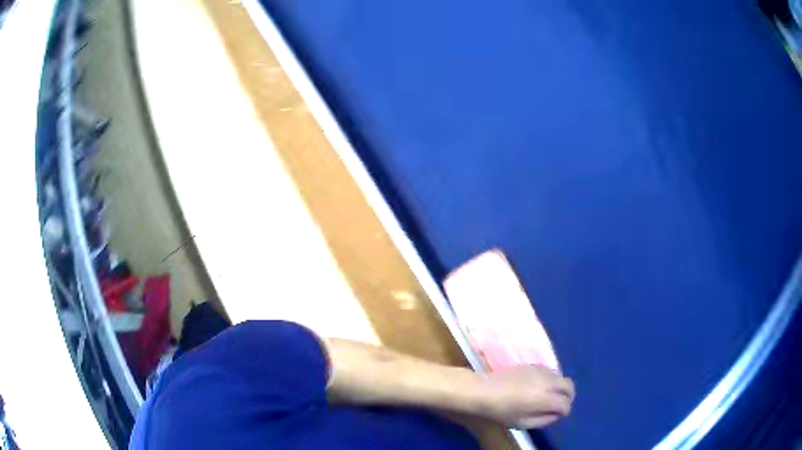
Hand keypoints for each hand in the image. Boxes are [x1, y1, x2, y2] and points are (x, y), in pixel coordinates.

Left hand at [478, 365, 574, 428]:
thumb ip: (543, 420)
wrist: (484, 390)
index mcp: (545, 398)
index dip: (564, 411)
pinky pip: (550, 371)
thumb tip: (556, 415)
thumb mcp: (522, 423)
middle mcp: (548, 382)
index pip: (565, 404)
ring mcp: (541, 371)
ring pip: (561, 377)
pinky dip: (551, 380)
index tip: (558, 415)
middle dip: (568, 396)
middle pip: (569, 386)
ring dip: (559, 387)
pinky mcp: (534, 365)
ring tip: (549, 396)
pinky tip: (539, 387)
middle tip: (559, 405)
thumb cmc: (501, 411)